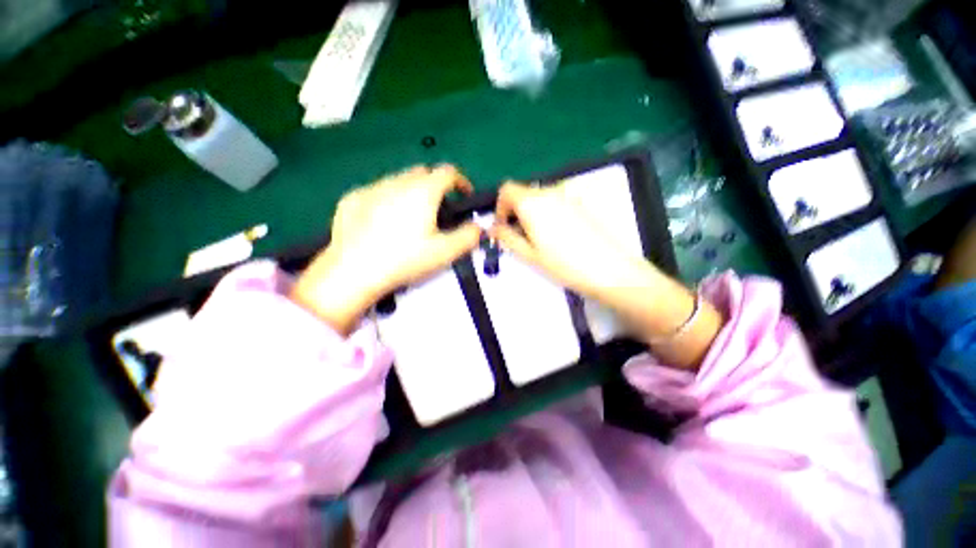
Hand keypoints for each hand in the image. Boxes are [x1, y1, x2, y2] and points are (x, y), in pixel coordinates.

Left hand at [292, 165, 481, 332]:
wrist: (353, 271)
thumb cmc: (404, 260)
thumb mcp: (445, 252)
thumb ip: (468, 236)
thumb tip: (478, 227)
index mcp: (423, 191)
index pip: (448, 172)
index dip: (461, 181)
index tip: (463, 195)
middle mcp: (397, 182)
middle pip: (423, 173)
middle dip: (435, 186)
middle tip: (437, 210)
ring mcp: (372, 188)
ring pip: (399, 180)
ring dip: (411, 191)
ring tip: (410, 218)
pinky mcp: (352, 198)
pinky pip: (377, 191)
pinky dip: (388, 199)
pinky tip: (383, 222)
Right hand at [490, 181, 653, 302]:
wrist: (609, 269)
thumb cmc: (564, 264)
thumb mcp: (529, 254)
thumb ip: (506, 237)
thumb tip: (493, 228)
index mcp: (532, 202)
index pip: (507, 189)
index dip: (500, 207)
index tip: (503, 227)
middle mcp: (549, 192)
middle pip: (523, 193)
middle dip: (515, 211)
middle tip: (519, 237)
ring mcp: (567, 196)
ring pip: (539, 198)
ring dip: (531, 213)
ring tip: (538, 239)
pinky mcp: (580, 204)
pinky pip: (555, 202)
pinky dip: (547, 213)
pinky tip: (556, 235)